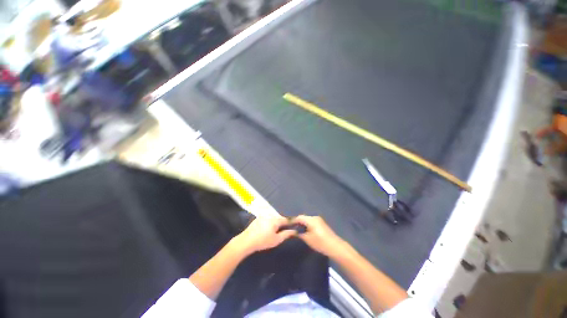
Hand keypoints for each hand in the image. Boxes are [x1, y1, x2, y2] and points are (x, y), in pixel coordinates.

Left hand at [233, 216, 295, 253]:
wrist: (246, 241)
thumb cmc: (263, 241)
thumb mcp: (276, 240)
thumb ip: (286, 234)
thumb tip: (294, 231)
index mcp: (275, 219)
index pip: (286, 219)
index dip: (291, 222)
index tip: (295, 225)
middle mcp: (270, 215)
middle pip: (279, 218)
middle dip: (282, 223)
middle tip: (284, 230)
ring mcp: (263, 215)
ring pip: (273, 218)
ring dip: (275, 223)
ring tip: (275, 230)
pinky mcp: (258, 218)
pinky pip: (267, 218)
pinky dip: (269, 222)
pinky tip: (266, 229)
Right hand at [293, 215, 346, 257]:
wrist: (335, 246)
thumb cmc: (320, 243)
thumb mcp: (307, 239)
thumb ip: (299, 234)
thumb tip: (294, 231)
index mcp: (311, 219)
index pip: (299, 217)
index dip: (293, 221)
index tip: (287, 225)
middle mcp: (314, 217)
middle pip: (303, 217)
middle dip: (297, 222)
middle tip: (291, 228)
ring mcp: (319, 220)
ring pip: (307, 219)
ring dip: (302, 223)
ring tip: (297, 230)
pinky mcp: (321, 223)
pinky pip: (311, 222)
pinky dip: (307, 225)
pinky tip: (305, 230)